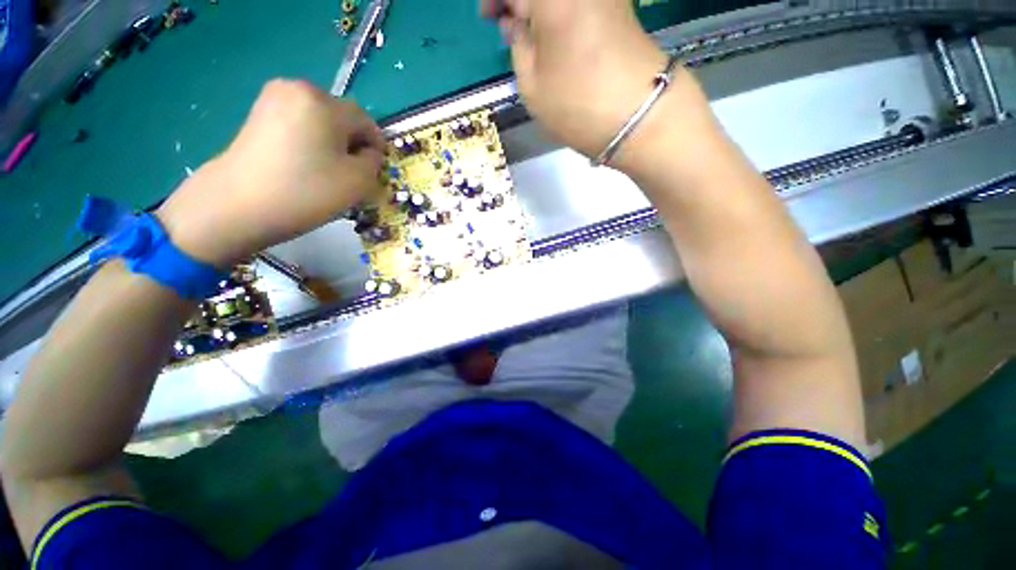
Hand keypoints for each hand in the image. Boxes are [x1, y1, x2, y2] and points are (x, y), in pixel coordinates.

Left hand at [156, 79, 384, 266]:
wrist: (238, 205)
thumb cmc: (306, 191)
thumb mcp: (359, 181)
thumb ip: (374, 161)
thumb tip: (367, 152)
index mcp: (324, 102)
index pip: (365, 121)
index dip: (376, 147)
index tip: (376, 172)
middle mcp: (297, 89)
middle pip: (341, 118)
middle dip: (352, 144)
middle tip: (352, 174)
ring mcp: (273, 99)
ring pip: (320, 121)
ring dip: (332, 144)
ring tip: (327, 172)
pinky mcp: (258, 115)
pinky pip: (299, 124)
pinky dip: (310, 142)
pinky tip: (305, 165)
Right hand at [481, 0, 669, 168]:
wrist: (639, 115)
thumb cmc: (578, 105)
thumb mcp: (532, 85)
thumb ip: (517, 46)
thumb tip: (516, 23)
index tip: (487, 15)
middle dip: (519, 1)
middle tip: (507, 22)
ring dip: (539, 6)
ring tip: (528, 31)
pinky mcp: (617, 3)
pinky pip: (578, 0)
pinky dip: (559, 9)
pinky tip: (553, 30)